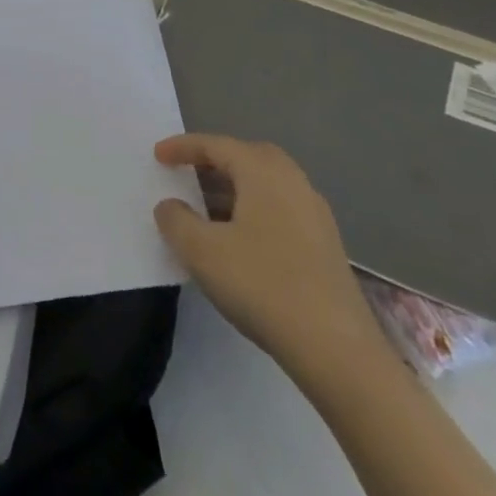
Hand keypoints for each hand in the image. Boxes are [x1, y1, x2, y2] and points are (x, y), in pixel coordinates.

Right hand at [154, 133, 386, 378]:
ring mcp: (315, 214)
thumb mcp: (202, 251)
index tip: (157, 155)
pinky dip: (253, 211)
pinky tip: (239, 241)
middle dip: (214, 161)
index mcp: (263, 172)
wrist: (338, 350)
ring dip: (234, 188)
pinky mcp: (326, 246)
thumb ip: (176, 220)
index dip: (183, 147)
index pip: (216, 145)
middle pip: (247, 157)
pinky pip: (280, 209)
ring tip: (206, 209)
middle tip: (187, 173)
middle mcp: (293, 182)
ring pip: (266, 185)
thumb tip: (170, 206)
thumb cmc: (263, 285)